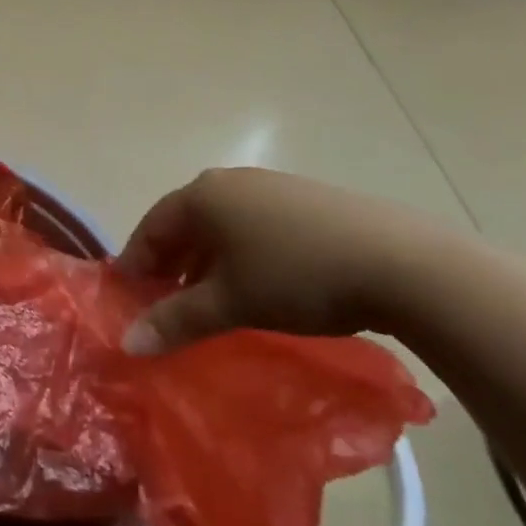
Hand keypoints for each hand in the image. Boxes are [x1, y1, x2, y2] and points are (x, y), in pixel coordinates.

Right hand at [117, 167, 452, 352]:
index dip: (135, 263)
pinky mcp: (305, 200)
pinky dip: (241, 253)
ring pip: (221, 225)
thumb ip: (176, 320)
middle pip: (185, 222)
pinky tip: (258, 284)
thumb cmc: (296, 276)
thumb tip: (127, 344)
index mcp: (202, 195)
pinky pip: (254, 225)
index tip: (127, 297)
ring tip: (210, 300)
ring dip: (206, 261)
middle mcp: (230, 181)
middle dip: (171, 263)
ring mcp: (270, 186)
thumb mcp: (230, 303)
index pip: (151, 227)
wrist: (398, 261)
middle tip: (164, 304)